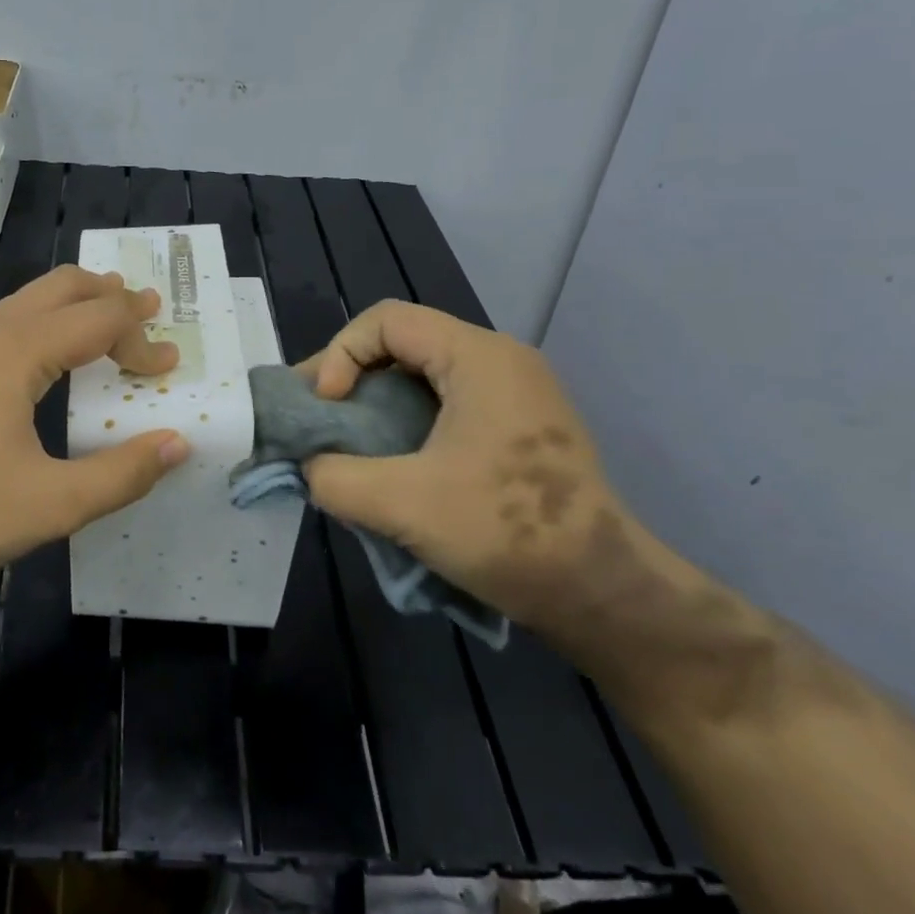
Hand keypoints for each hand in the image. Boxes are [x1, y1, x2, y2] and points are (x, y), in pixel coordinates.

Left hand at [0, 266, 189, 592]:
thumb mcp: (57, 503)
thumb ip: (124, 472)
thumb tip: (179, 442)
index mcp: (19, 354)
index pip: (98, 323)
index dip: (141, 339)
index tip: (168, 368)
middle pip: (60, 288)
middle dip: (109, 296)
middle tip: (147, 311)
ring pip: (20, 300)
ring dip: (66, 301)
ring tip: (98, 310)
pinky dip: (7, 319)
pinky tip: (7, 343)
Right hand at [300, 299, 639, 631]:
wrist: (603, 593)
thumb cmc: (506, 533)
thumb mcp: (402, 505)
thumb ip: (334, 477)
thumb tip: (310, 467)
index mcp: (478, 357)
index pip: (386, 320)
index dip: (341, 354)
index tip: (329, 408)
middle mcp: (500, 360)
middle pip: (404, 341)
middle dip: (351, 375)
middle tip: (319, 418)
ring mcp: (515, 392)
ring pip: (424, 373)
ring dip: (377, 400)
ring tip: (347, 440)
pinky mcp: (519, 425)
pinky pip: (447, 401)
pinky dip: (407, 419)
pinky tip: (391, 460)